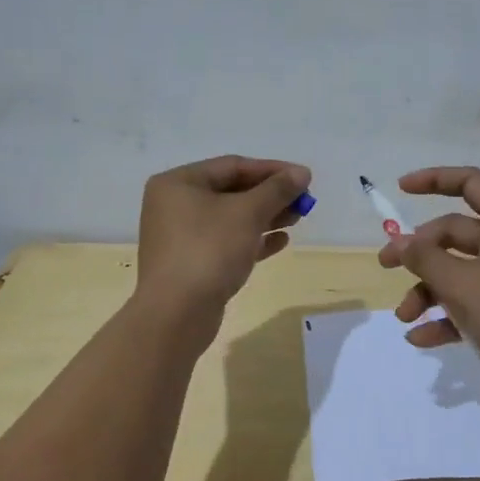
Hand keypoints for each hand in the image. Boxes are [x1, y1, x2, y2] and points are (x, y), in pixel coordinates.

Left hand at [137, 156, 310, 320]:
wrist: (176, 314)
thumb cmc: (209, 250)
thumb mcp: (248, 213)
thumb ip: (277, 190)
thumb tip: (302, 173)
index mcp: (179, 183)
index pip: (233, 166)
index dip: (272, 170)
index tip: (304, 177)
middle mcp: (175, 205)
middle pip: (232, 191)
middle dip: (270, 195)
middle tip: (304, 201)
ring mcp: (182, 236)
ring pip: (231, 218)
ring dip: (266, 217)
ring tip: (297, 219)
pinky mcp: (192, 263)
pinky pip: (227, 243)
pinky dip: (253, 239)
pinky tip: (280, 242)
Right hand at [378, 166, 479, 381]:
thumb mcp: (461, 283)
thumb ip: (425, 258)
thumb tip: (400, 241)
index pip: (469, 183)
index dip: (434, 179)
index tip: (401, 189)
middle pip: (454, 233)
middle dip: (418, 252)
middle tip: (385, 266)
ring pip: (457, 272)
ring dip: (427, 291)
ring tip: (404, 318)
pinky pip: (469, 305)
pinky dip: (445, 317)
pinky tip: (420, 338)